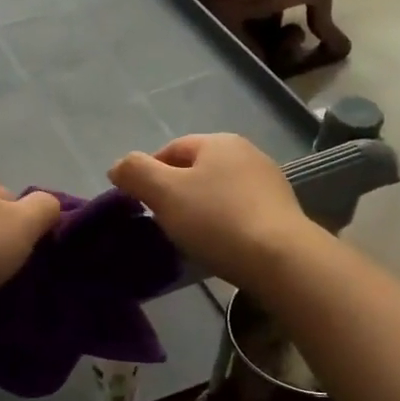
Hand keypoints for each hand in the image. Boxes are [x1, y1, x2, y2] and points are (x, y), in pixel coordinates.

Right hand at [109, 134, 311, 286]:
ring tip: (190, 237)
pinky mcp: (282, 211)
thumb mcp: (165, 193)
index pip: (171, 149)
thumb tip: (118, 166)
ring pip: (219, 191)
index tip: (139, 203)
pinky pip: (240, 211)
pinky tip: (219, 244)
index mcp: (218, 142)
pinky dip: (224, 223)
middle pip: (197, 169)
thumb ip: (135, 172)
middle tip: (162, 222)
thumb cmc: (216, 220)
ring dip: (200, 208)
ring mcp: (268, 182)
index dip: (148, 173)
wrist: (280, 258)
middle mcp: (247, 153)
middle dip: (175, 192)